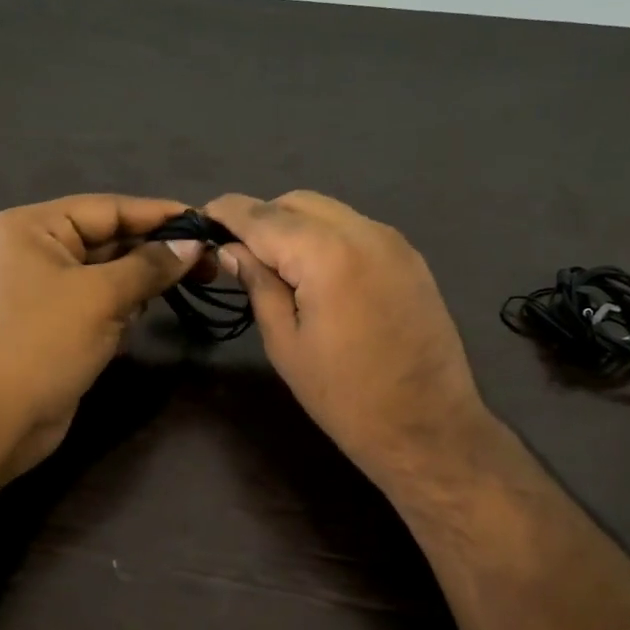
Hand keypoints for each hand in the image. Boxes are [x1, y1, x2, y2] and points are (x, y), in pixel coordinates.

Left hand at [0, 195, 201, 479]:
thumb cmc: (44, 344)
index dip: (160, 214)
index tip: (207, 222)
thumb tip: (195, 243)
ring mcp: (46, 287)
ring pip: (110, 271)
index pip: (109, 208)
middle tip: (210, 262)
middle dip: (156, 251)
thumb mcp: (102, 296)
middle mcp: (37, 249)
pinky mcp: (57, 321)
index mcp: (35, 226)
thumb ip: (151, 265)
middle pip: (110, 238)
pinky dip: (125, 306)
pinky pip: (101, 300)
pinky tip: (145, 315)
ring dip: (142, 281)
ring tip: (188, 284)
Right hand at [204, 191, 497, 497]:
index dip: (227, 212)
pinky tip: (317, 274)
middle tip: (239, 253)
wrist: (428, 427)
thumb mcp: (286, 344)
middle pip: (298, 202)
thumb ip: (259, 285)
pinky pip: (357, 230)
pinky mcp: (411, 259)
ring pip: (330, 212)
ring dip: (296, 226)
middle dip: (263, 217)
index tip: (202, 218)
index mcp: (326, 254)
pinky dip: (328, 237)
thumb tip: (233, 250)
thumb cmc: (345, 396)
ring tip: (277, 266)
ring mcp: (394, 242)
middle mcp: (364, 232)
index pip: (263, 216)